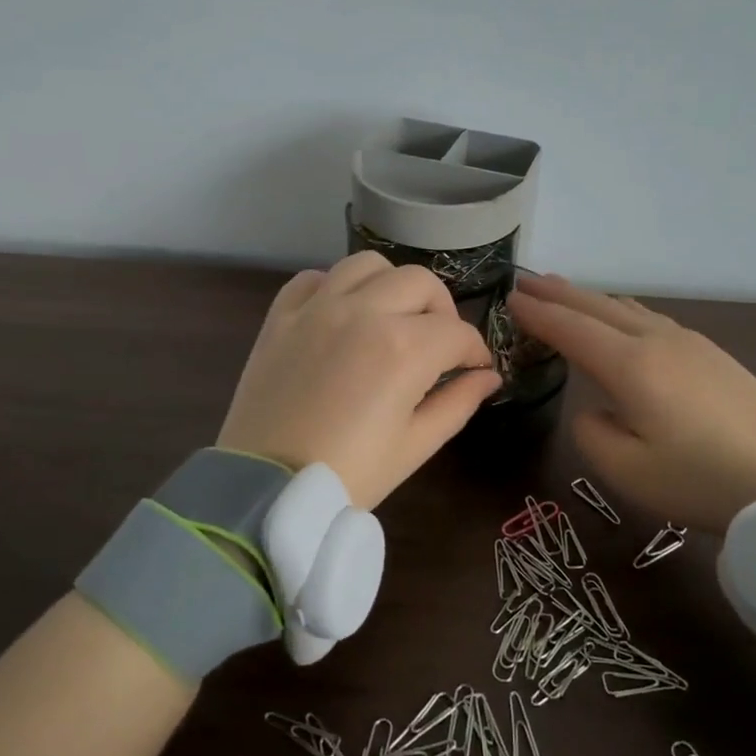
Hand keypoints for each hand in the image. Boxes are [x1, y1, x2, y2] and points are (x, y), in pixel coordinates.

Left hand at [217, 252, 501, 510]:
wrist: (267, 490)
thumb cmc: (351, 474)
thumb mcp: (416, 445)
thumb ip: (459, 402)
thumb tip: (488, 377)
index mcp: (405, 348)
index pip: (458, 332)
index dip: (476, 352)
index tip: (476, 369)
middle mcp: (364, 312)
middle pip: (421, 283)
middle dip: (442, 311)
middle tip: (440, 344)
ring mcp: (318, 308)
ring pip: (369, 265)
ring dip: (392, 285)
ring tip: (392, 317)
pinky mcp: (281, 316)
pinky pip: (314, 278)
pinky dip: (336, 287)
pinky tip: (342, 314)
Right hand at [506, 273, 755, 531]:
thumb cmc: (701, 480)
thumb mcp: (627, 471)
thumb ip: (592, 432)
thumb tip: (593, 408)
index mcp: (631, 366)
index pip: (571, 329)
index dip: (537, 314)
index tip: (509, 299)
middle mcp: (656, 341)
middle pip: (597, 306)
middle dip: (558, 293)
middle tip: (526, 283)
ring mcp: (688, 342)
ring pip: (626, 307)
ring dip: (589, 298)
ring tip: (564, 293)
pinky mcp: (711, 353)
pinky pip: (650, 318)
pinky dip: (619, 310)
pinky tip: (619, 318)